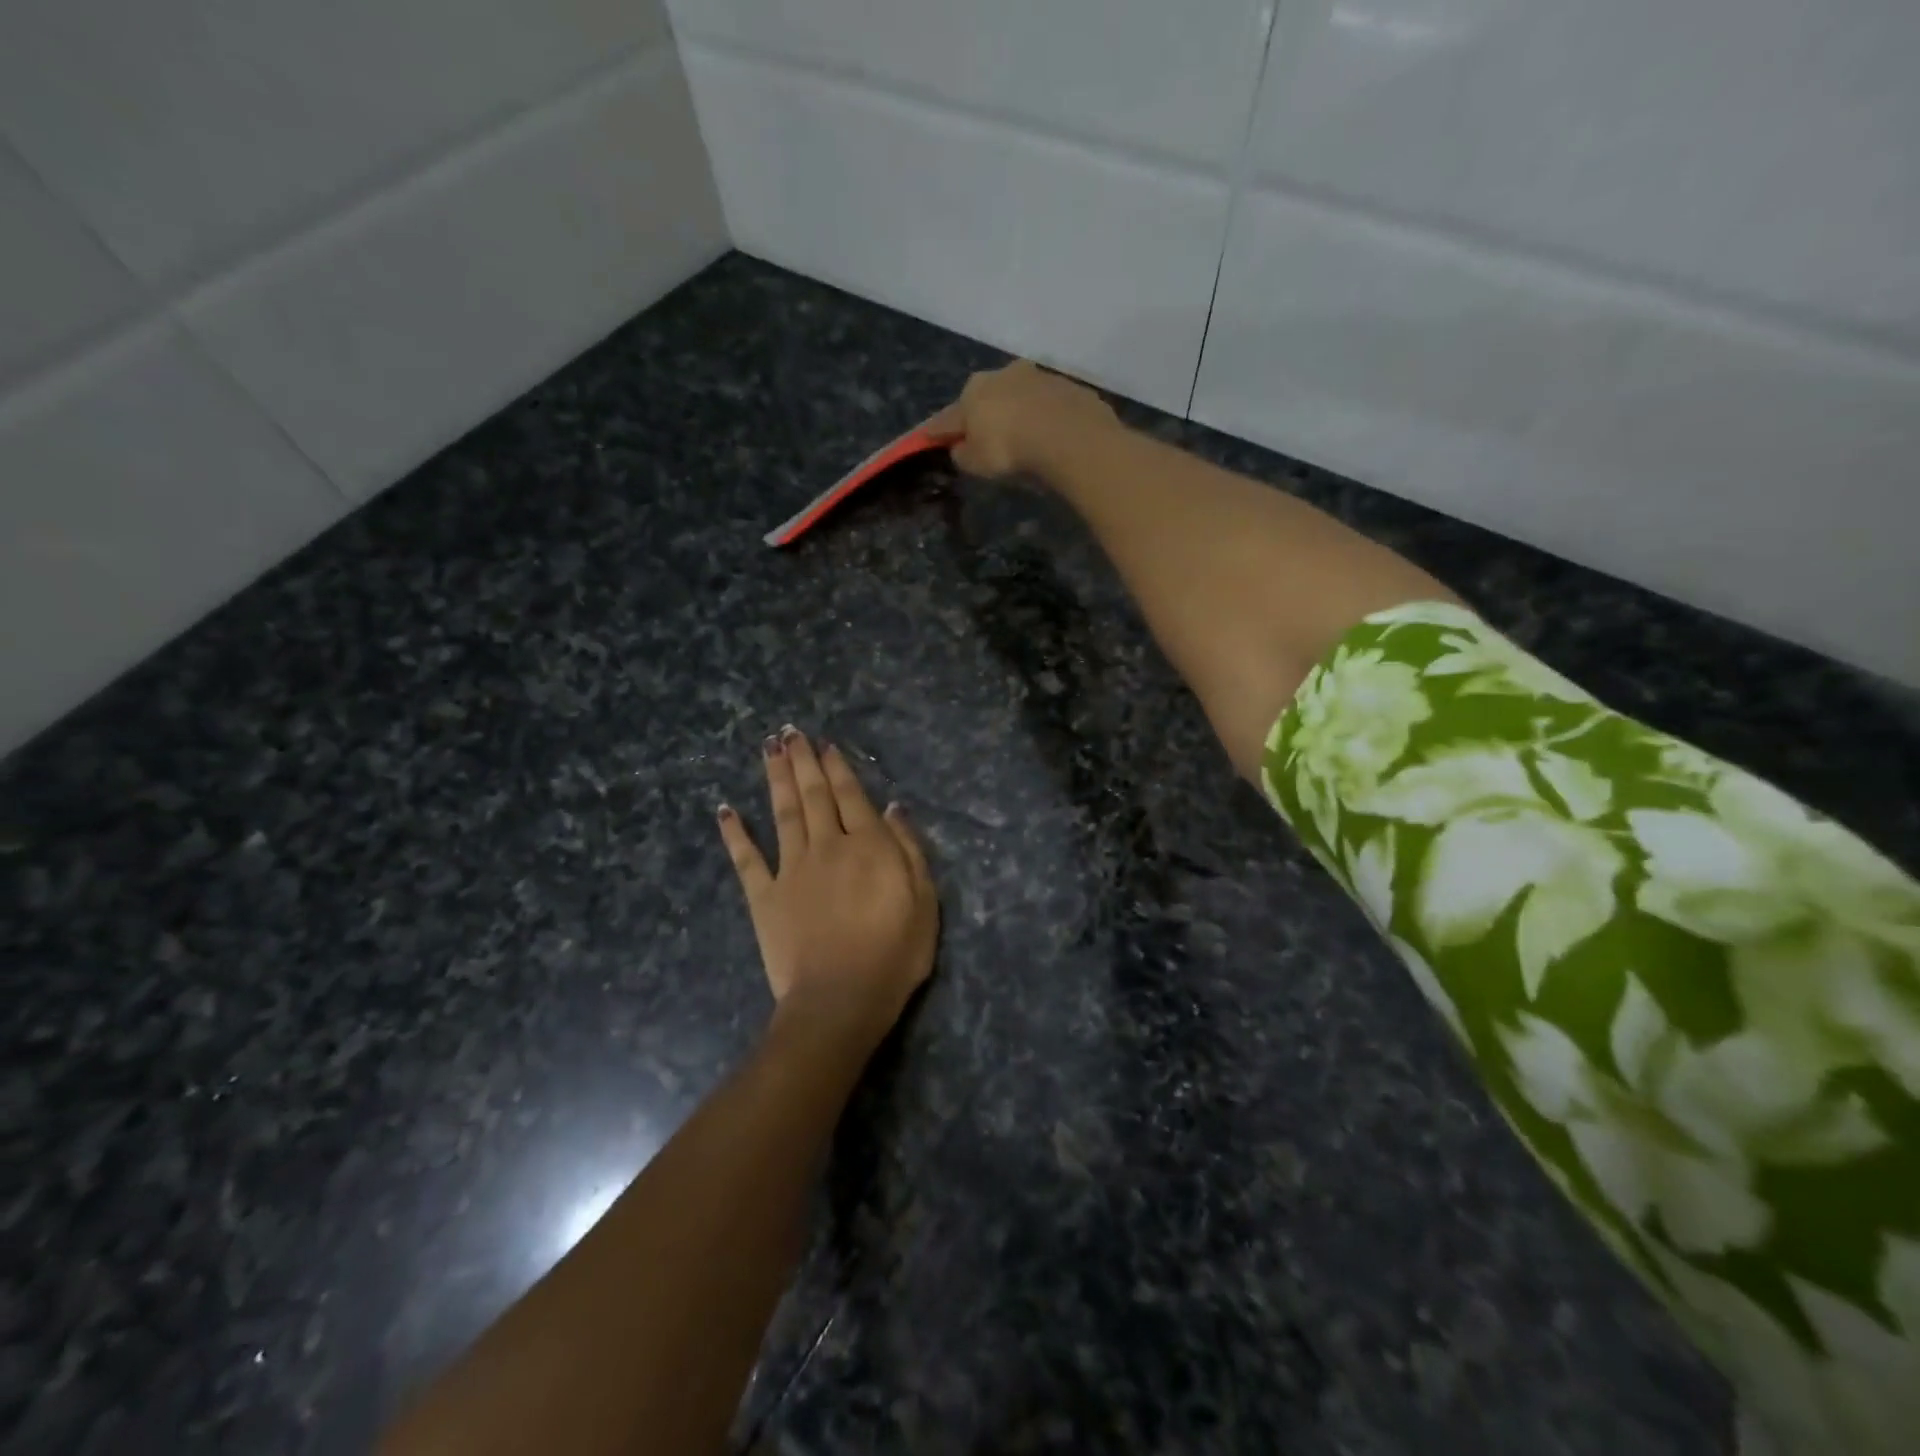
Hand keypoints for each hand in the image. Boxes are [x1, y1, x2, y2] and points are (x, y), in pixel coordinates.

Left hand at [718, 727, 937, 1048]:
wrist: (840, 999)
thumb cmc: (894, 954)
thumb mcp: (925, 902)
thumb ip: (909, 850)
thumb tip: (892, 808)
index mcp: (868, 845)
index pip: (851, 795)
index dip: (838, 768)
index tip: (825, 744)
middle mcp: (827, 846)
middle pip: (814, 795)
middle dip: (803, 761)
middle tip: (791, 732)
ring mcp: (791, 869)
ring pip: (782, 813)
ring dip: (776, 778)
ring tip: (769, 749)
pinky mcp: (764, 896)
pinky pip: (746, 859)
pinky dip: (734, 833)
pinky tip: (725, 809)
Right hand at [926, 360, 1120, 479]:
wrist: (1067, 434)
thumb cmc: (1009, 448)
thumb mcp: (975, 462)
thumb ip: (962, 454)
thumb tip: (961, 448)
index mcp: (972, 390)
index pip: (949, 416)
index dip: (939, 430)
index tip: (930, 437)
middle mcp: (1001, 374)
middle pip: (985, 398)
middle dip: (983, 415)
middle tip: (984, 437)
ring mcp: (1037, 376)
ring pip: (1018, 396)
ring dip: (1016, 412)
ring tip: (1021, 436)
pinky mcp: (1066, 385)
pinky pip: (1047, 405)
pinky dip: (1043, 416)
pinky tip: (1048, 435)